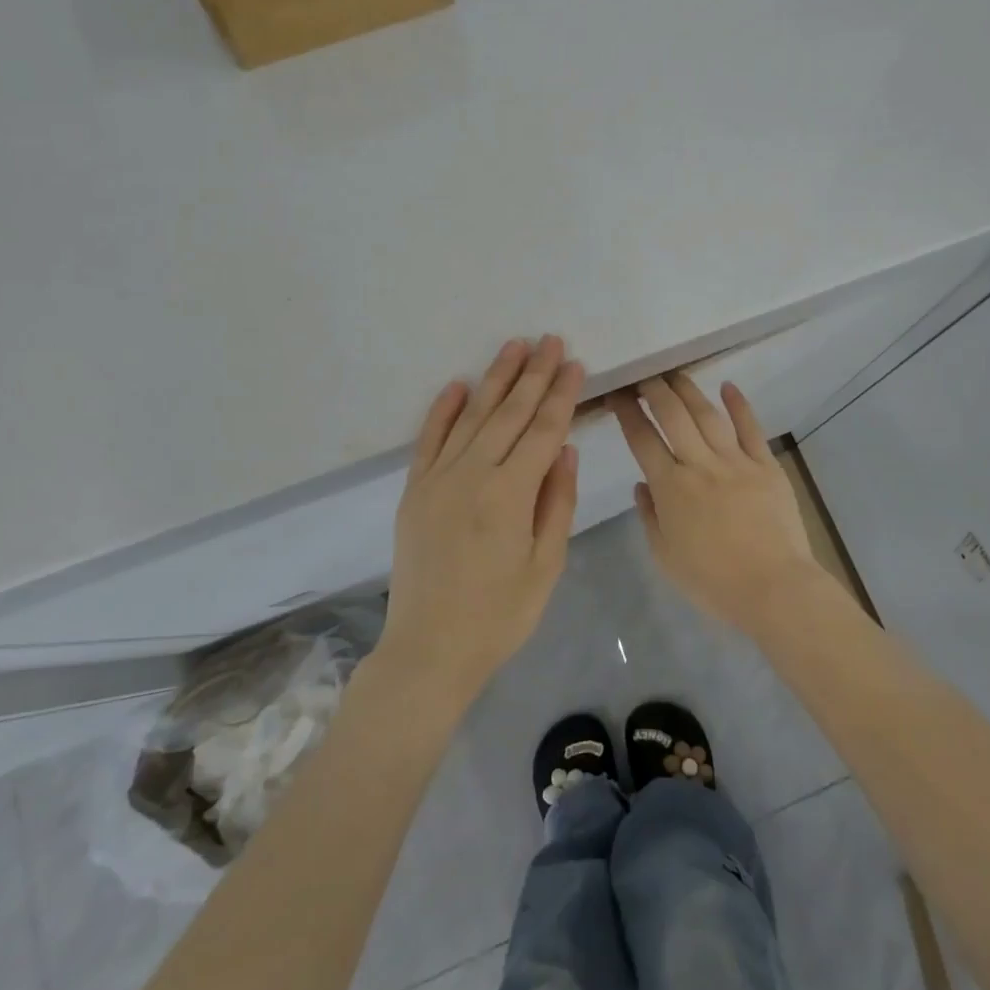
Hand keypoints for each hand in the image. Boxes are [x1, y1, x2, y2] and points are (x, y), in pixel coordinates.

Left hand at [382, 336, 583, 701]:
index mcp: (509, 495)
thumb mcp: (545, 566)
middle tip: (550, 340)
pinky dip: (444, 409)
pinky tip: (459, 384)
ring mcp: (437, 479)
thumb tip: (565, 448)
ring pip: (472, 417)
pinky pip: (429, 439)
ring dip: (494, 379)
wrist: (429, 649)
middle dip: (533, 374)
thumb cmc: (499, 615)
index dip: (561, 395)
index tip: (575, 363)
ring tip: (514, 346)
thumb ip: (556, 502)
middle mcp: (471, 475)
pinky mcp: (414, 490)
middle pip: (508, 413)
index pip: (543, 431)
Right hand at [611, 374, 825, 638]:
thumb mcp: (665, 556)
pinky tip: (728, 386)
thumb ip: (650, 516)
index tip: (618, 394)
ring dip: (689, 390)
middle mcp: (700, 465)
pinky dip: (739, 405)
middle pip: (673, 416)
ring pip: (708, 415)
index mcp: (671, 488)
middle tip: (644, 375)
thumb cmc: (712, 582)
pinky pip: (751, 429)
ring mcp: (736, 462)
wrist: (773, 588)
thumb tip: (642, 484)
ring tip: (675, 374)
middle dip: (655, 390)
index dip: (628, 413)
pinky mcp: (766, 466)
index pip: (642, 439)